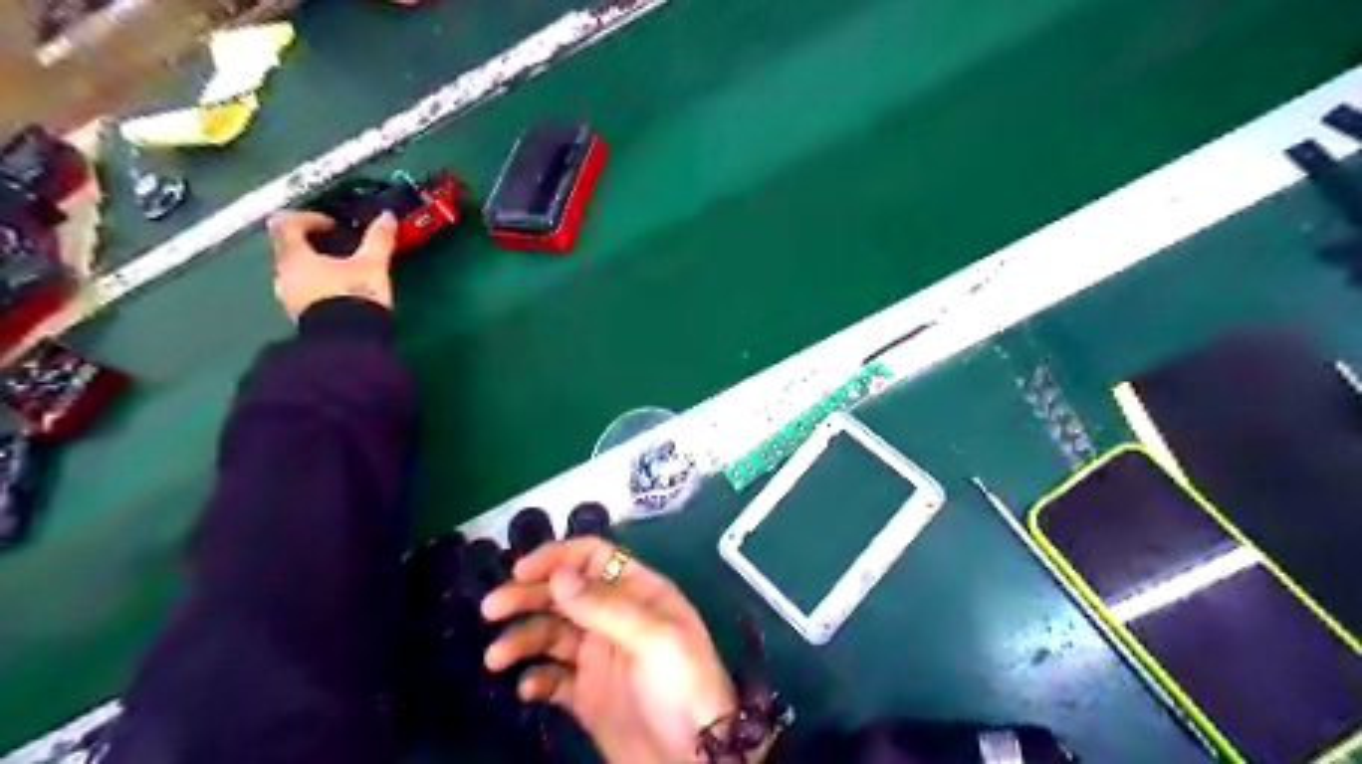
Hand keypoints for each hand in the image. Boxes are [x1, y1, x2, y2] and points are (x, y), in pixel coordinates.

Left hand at [263, 208, 396, 319]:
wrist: (348, 343)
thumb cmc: (354, 296)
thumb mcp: (373, 265)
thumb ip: (379, 240)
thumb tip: (387, 216)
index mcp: (295, 257)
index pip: (285, 224)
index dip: (307, 218)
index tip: (332, 225)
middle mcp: (284, 275)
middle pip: (289, 249)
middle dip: (314, 244)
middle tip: (342, 247)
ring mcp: (289, 298)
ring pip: (297, 272)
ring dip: (317, 267)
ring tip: (347, 273)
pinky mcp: (301, 317)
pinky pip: (305, 293)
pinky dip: (320, 287)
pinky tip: (344, 294)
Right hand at [482, 538, 743, 762]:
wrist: (692, 759)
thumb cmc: (683, 685)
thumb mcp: (654, 637)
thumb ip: (605, 606)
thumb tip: (557, 574)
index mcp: (637, 592)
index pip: (594, 559)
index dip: (558, 558)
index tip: (520, 570)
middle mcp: (614, 618)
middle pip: (564, 594)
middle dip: (527, 596)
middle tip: (490, 608)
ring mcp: (598, 656)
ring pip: (551, 634)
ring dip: (522, 639)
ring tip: (496, 658)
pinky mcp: (586, 695)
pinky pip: (552, 679)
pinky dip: (535, 679)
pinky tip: (527, 689)